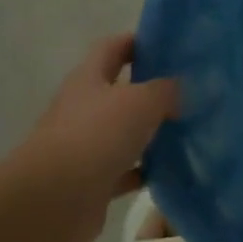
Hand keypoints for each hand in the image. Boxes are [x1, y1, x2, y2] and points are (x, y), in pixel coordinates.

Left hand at [13, 34, 178, 241]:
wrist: (54, 199)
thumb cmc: (96, 136)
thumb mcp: (140, 102)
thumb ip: (165, 91)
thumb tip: (180, 89)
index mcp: (88, 79)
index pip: (112, 48)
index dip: (137, 42)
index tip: (168, 45)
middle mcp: (83, 108)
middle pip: (118, 91)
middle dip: (149, 89)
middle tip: (188, 89)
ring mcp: (85, 146)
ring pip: (123, 132)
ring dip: (149, 131)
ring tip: (186, 129)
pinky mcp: (91, 181)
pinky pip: (124, 170)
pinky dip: (144, 169)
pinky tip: (170, 169)